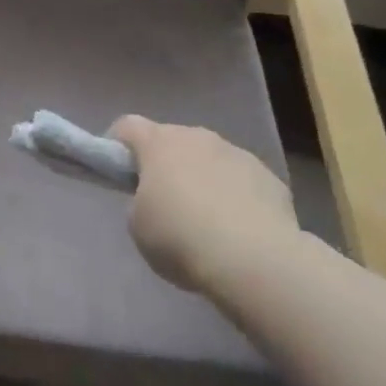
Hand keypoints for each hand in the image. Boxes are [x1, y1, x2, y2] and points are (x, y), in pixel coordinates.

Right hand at [109, 116, 299, 293]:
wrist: (254, 259)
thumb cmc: (181, 238)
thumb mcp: (139, 227)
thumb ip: (140, 203)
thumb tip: (155, 201)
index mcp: (158, 143)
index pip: (127, 126)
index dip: (117, 144)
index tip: (119, 172)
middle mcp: (196, 137)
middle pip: (172, 141)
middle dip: (166, 164)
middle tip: (165, 202)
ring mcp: (235, 153)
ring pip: (210, 158)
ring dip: (203, 178)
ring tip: (208, 221)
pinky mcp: (267, 176)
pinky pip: (242, 180)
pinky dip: (236, 196)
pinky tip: (240, 230)